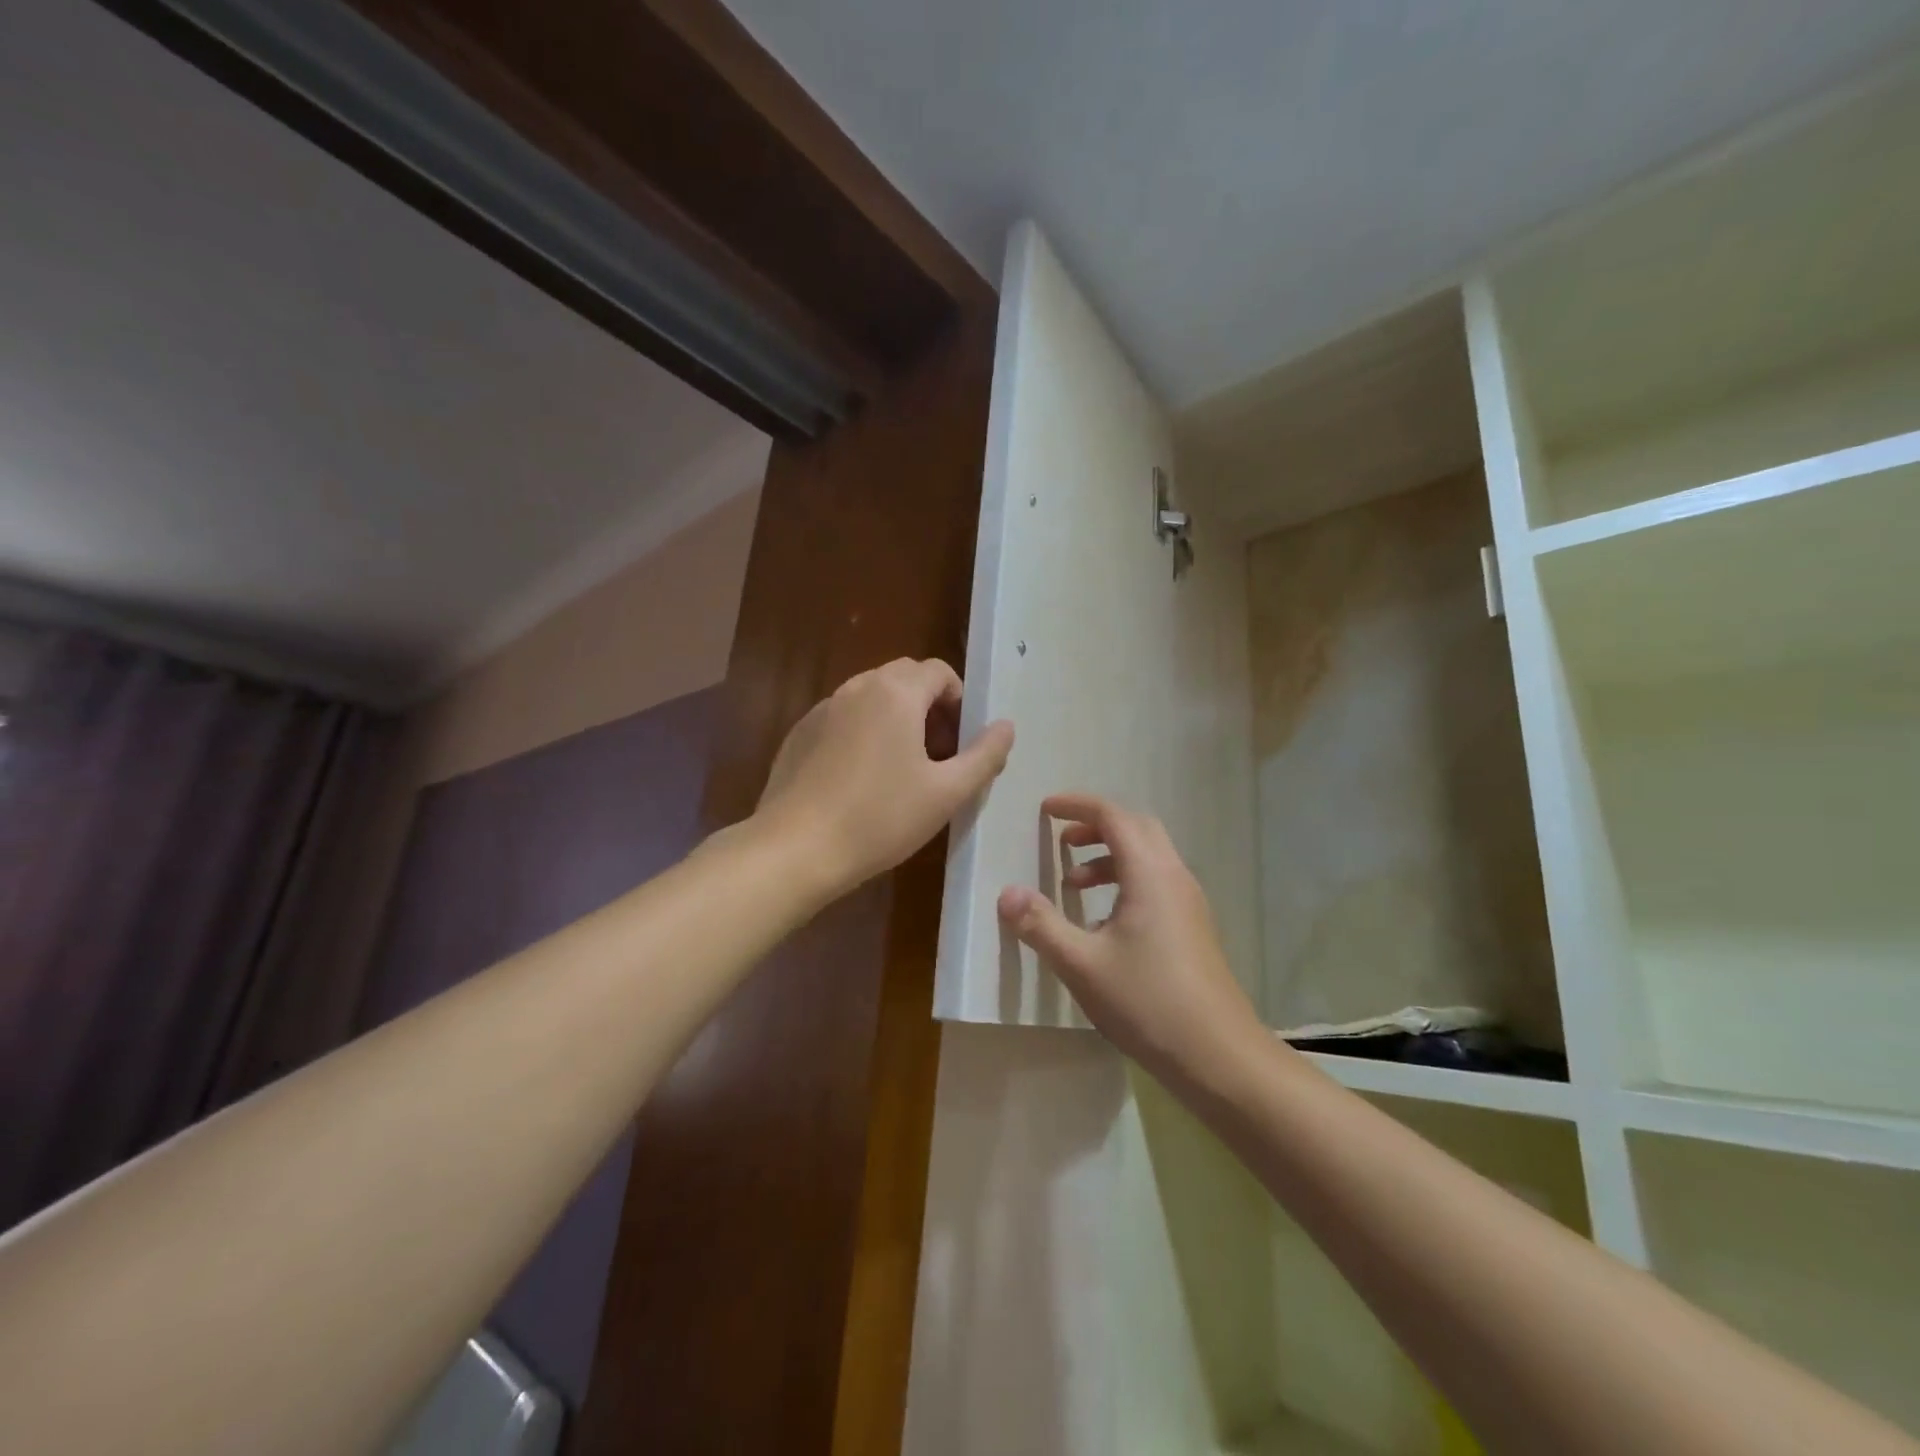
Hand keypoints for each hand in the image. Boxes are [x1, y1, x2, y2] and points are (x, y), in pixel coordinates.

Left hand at [754, 658, 1013, 898]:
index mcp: (895, 693)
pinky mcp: (800, 733)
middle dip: (929, 708)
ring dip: (896, 719)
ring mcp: (822, 708)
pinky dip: (863, 733)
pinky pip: (843, 718)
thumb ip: (984, 755)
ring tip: (901, 770)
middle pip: (904, 679)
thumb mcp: (946, 793)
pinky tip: (860, 781)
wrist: (795, 849)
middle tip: (937, 756)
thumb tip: (1006, 726)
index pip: (939, 672)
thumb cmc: (880, 819)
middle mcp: (856, 688)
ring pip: (871, 698)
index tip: (960, 743)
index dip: (959, 702)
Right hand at [997, 793, 1263, 1085]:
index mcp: (1150, 874)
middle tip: (1061, 842)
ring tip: (1074, 885)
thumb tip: (1007, 893)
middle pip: (1136, 828)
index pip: (1114, 816)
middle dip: (1095, 826)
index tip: (1045, 809)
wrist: (1219, 1057)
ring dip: (1110, 857)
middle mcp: (1174, 877)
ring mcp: (1189, 903)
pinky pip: (1156, 883)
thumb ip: (1041, 925)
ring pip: (1148, 857)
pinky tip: (1103, 924)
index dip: (1077, 805)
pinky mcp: (1193, 928)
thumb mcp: (1083, 964)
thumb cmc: (1148, 1002)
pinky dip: (1126, 882)